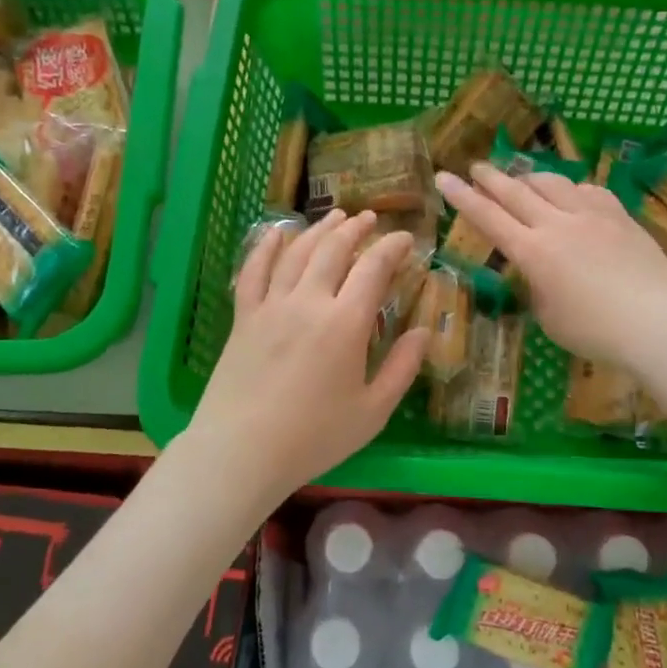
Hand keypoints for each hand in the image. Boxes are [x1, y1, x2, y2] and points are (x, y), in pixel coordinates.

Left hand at [187, 209, 427, 508]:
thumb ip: (402, 368)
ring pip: (297, 252)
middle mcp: (308, 302)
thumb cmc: (314, 437)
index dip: (393, 247)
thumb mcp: (373, 411)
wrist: (242, 451)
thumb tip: (425, 332)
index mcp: (346, 323)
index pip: (374, 267)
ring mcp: (271, 306)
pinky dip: (266, 246)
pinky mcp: (244, 317)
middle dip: (356, 229)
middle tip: (370, 220)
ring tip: (335, 216)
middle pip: (334, 250)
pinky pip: (254, 270)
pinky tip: (277, 231)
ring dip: (319, 230)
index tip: (406, 239)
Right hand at [436, 164, 666, 369]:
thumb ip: (536, 287)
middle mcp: (557, 224)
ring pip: (553, 183)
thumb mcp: (549, 317)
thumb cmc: (595, 331)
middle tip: (477, 167)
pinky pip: (588, 190)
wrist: (657, 321)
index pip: (488, 218)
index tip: (443, 177)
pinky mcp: (620, 215)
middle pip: (516, 192)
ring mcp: (591, 215)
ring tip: (521, 178)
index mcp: (532, 252)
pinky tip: (572, 194)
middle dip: (491, 178)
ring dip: (530, 177)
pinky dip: (571, 189)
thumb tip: (537, 270)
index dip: (462, 197)